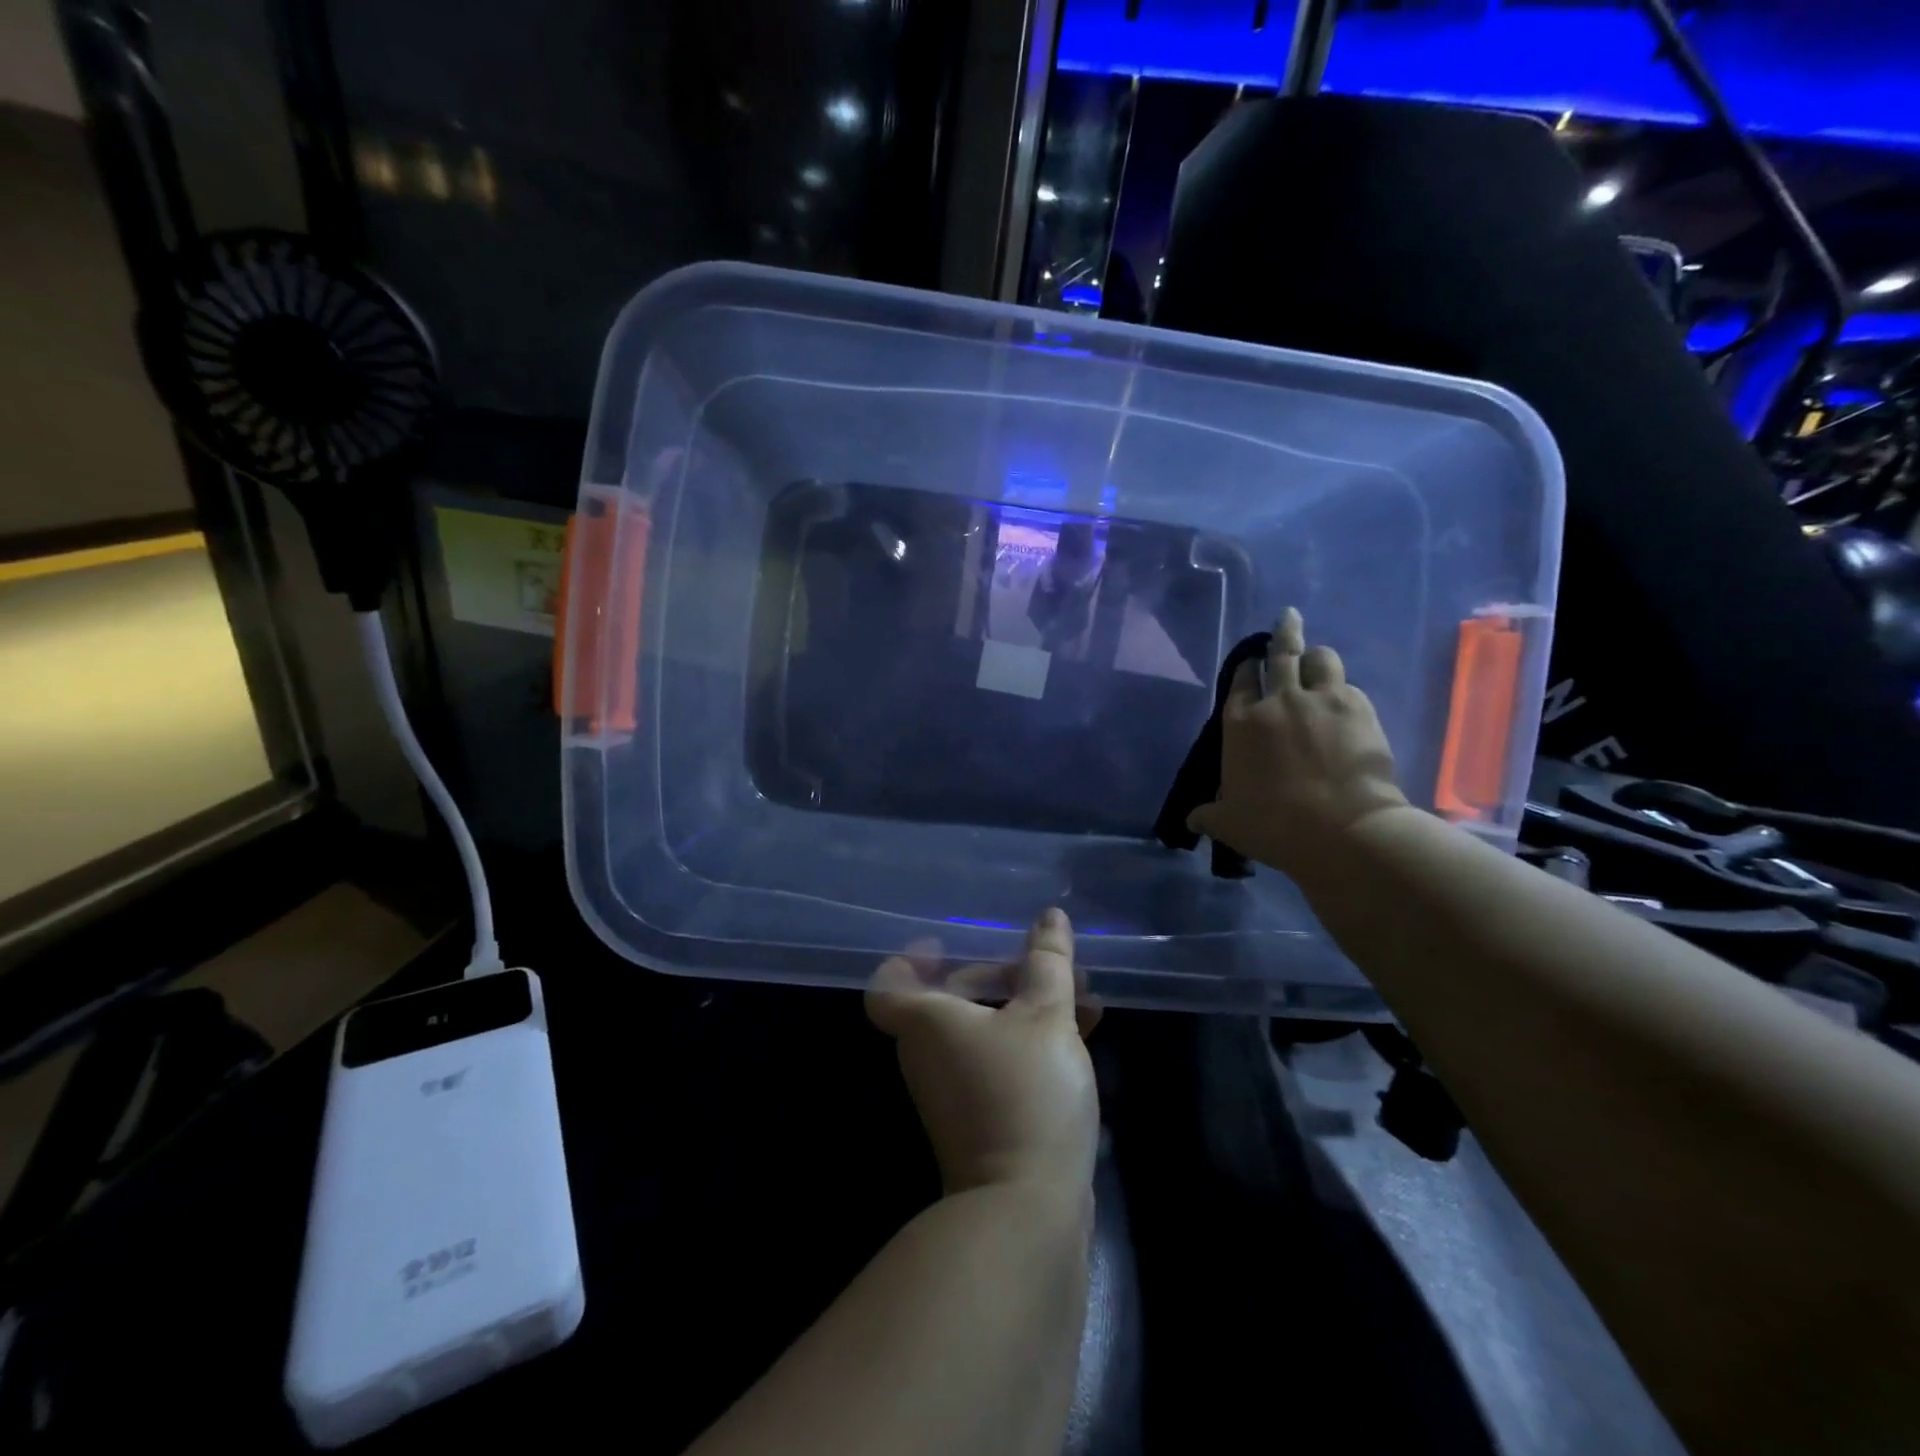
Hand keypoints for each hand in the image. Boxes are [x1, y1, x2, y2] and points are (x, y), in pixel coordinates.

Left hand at [867, 909, 1099, 1198]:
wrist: (1026, 1209)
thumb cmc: (1025, 1093)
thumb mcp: (1046, 1015)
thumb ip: (1046, 962)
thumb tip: (1050, 916)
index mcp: (927, 1021)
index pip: (889, 984)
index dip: (909, 959)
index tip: (945, 944)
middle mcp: (929, 1054)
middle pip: (948, 999)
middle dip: (999, 975)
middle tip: (1045, 966)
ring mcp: (953, 1091)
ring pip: (981, 1030)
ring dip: (1024, 1007)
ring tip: (1080, 995)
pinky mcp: (980, 1119)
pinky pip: (998, 1061)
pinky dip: (1029, 1041)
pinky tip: (1083, 1034)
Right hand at [1185, 608, 1408, 877]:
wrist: (1339, 829)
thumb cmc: (1273, 824)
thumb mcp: (1229, 823)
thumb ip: (1208, 816)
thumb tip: (1190, 821)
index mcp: (1240, 724)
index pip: (1240, 682)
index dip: (1245, 669)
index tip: (1249, 662)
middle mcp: (1278, 701)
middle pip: (1281, 654)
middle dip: (1283, 632)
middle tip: (1288, 617)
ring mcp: (1320, 700)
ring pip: (1321, 658)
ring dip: (1317, 656)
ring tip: (1318, 658)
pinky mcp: (1359, 708)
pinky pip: (1349, 686)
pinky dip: (1344, 689)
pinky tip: (1345, 701)